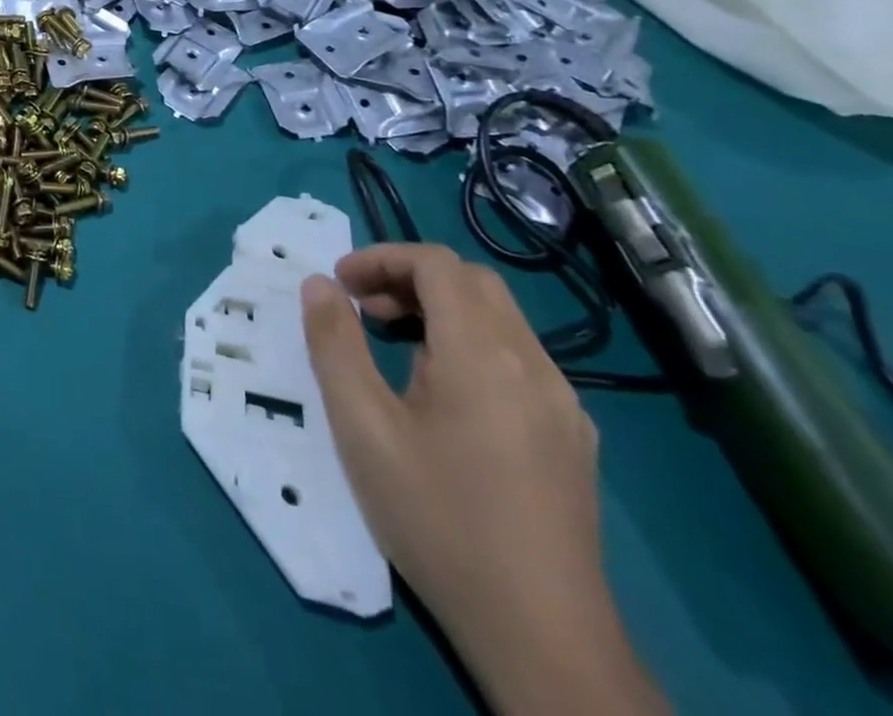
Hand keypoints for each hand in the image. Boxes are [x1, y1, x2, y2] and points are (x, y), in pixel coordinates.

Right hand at [303, 245, 666, 715]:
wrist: (542, 635)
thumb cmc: (437, 518)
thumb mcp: (362, 427)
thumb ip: (334, 344)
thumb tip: (318, 284)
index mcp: (484, 354)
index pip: (437, 264)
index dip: (382, 258)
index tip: (340, 284)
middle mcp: (534, 364)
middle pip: (472, 283)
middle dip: (409, 279)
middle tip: (361, 308)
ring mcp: (564, 403)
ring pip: (500, 319)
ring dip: (440, 310)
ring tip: (392, 347)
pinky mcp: (574, 438)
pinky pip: (519, 359)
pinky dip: (471, 345)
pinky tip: (443, 396)